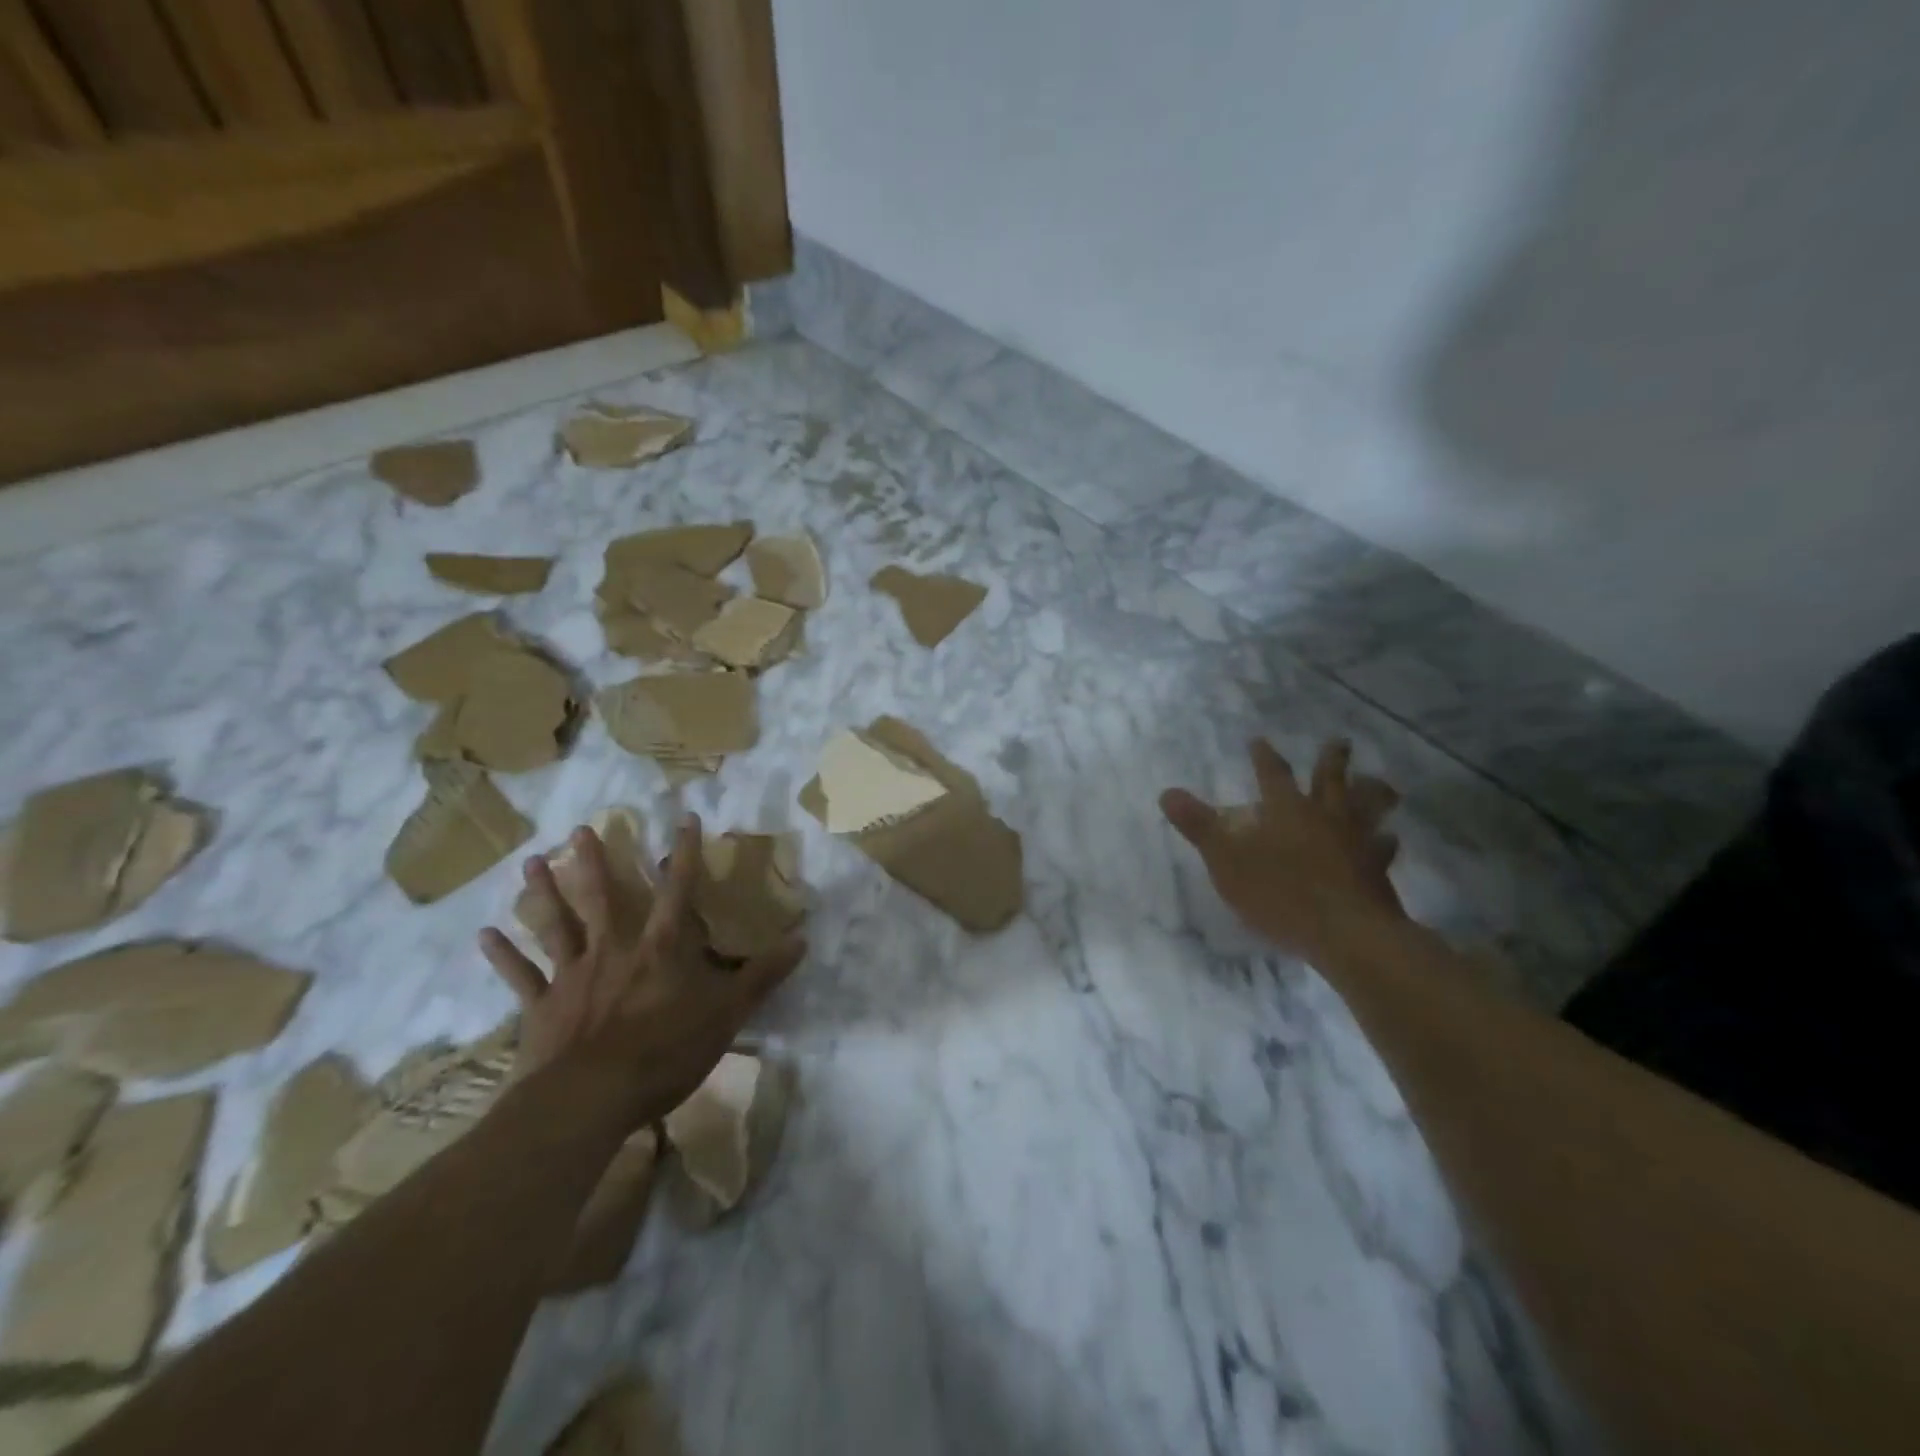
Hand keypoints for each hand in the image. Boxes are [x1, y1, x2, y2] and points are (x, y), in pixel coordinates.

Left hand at [478, 815, 803, 1129]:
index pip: (678, 890)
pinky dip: (503, 956)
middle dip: (593, 861)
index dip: (684, 853)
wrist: (590, 1098)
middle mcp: (614, 949)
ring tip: (529, 862)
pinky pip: (520, 976)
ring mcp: (573, 976)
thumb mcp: (728, 1013)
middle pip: (602, 897)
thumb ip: (763, 975)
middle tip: (578, 829)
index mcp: (661, 947)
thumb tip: (803, 940)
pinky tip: (484, 934)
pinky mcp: (542, 1007)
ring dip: (542, 894)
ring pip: (555, 925)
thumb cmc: (666, 1050)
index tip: (684, 817)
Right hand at [1161, 738, 1404, 959]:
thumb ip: (1198, 825)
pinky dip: (1385, 841)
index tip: (1259, 740)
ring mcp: (1356, 841)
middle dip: (1332, 759)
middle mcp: (1324, 816)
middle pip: (1331, 780)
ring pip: (1367, 808)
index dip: (1264, 756)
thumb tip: (1166, 792)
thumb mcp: (1225, 858)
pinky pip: (1383, 848)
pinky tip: (1389, 840)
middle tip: (1340, 741)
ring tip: (1381, 784)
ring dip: (1372, 793)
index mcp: (1286, 809)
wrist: (1345, 932)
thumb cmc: (1279, 892)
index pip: (1272, 774)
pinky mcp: (1376, 870)